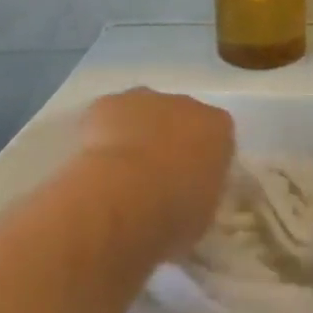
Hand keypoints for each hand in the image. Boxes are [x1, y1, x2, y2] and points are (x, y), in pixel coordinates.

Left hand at [72, 89, 234, 254]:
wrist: (123, 200)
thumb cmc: (174, 213)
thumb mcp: (204, 213)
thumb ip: (201, 193)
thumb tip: (187, 195)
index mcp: (219, 128)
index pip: (216, 137)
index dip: (201, 159)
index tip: (188, 183)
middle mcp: (187, 104)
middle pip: (179, 118)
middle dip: (168, 141)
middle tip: (153, 179)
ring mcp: (146, 99)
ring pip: (143, 113)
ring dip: (136, 134)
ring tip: (119, 174)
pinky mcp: (108, 104)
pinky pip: (108, 118)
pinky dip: (101, 136)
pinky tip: (93, 165)